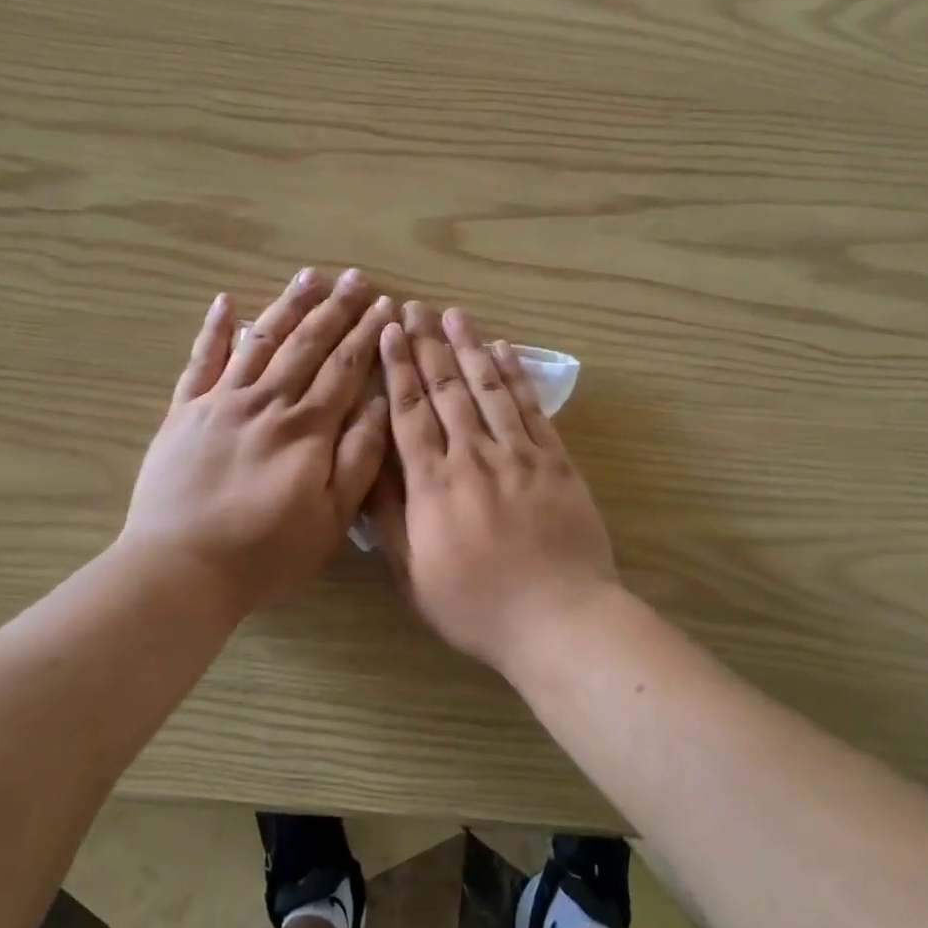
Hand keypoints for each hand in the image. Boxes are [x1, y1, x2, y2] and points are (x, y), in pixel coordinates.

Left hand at [122, 268, 393, 615]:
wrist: (180, 567)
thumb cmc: (265, 552)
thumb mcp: (330, 518)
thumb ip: (358, 457)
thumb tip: (380, 402)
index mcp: (306, 428)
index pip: (345, 367)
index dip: (367, 333)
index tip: (385, 304)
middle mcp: (267, 402)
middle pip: (307, 344)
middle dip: (335, 309)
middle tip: (355, 277)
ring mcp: (220, 402)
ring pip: (260, 340)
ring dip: (287, 306)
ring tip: (308, 275)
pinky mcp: (183, 412)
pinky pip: (201, 361)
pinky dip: (213, 330)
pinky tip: (224, 301)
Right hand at [370, 301, 618, 673]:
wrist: (559, 619)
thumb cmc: (476, 606)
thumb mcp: (413, 573)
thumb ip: (389, 516)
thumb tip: (368, 465)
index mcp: (434, 484)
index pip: (409, 412)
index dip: (397, 368)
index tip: (389, 332)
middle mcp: (473, 456)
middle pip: (446, 390)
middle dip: (428, 346)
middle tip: (415, 307)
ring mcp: (519, 455)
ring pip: (488, 389)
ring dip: (470, 348)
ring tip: (455, 315)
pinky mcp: (556, 462)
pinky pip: (531, 409)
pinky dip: (515, 377)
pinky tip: (504, 352)